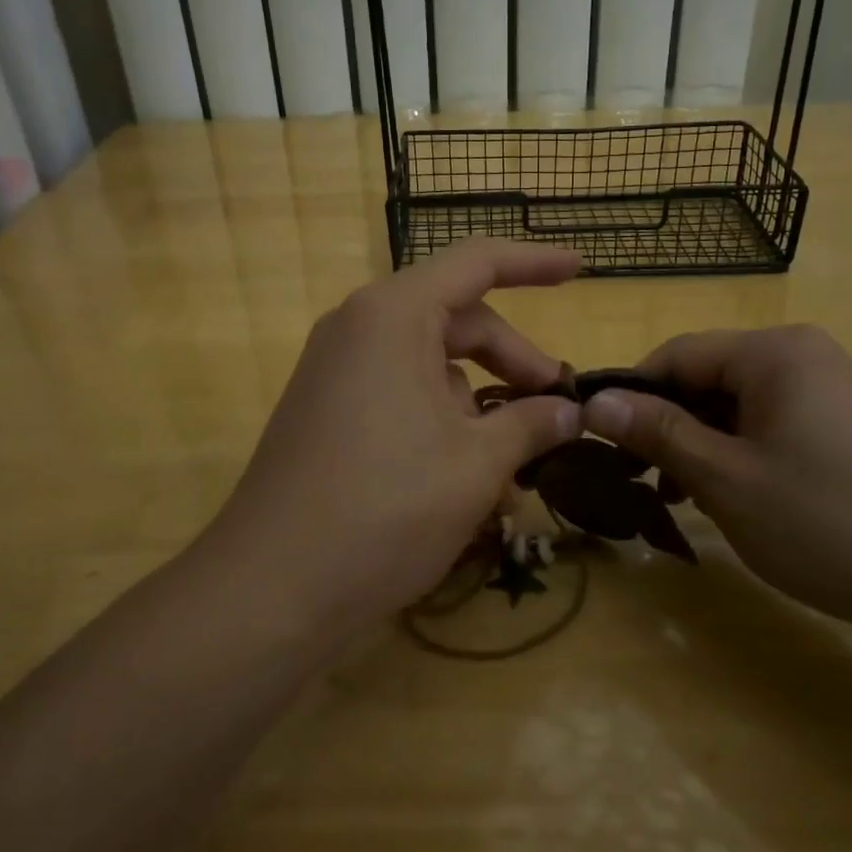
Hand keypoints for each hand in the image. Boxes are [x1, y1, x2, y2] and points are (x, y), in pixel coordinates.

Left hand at [201, 240, 584, 634]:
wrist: (271, 588)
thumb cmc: (386, 508)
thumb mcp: (476, 464)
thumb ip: (531, 424)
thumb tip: (570, 411)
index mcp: (393, 316)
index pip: (476, 263)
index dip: (534, 262)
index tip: (580, 270)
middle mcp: (358, 329)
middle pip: (457, 321)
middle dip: (513, 361)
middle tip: (557, 408)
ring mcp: (337, 373)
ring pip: (430, 367)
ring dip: (481, 406)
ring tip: (516, 467)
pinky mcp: (327, 414)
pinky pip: (400, 397)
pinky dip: (442, 424)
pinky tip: (470, 482)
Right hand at [581, 326, 851, 635]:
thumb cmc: (825, 522)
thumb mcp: (725, 478)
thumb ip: (656, 432)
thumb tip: (592, 401)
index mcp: (773, 352)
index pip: (676, 355)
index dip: (631, 395)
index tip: (598, 441)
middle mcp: (800, 354)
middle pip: (704, 377)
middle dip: (665, 425)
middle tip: (635, 479)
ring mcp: (824, 388)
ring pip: (731, 404)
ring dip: (695, 444)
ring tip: (674, 497)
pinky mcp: (837, 422)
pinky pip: (764, 423)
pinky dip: (733, 453)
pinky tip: (719, 495)